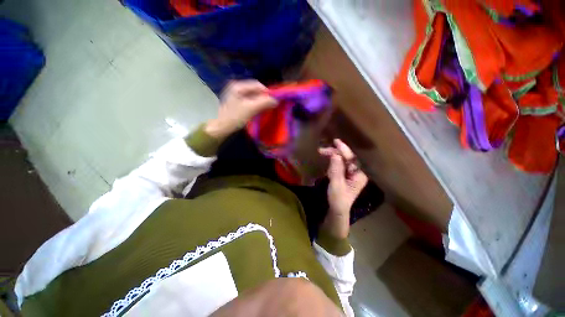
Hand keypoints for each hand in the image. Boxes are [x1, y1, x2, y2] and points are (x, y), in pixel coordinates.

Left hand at [205, 80, 276, 138]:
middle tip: (271, 105)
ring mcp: (237, 96)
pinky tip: (260, 111)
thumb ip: (263, 103)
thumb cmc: (235, 117)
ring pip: (253, 96)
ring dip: (261, 102)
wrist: (222, 128)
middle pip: (255, 90)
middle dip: (264, 97)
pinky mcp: (238, 103)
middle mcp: (237, 88)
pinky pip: (250, 101)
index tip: (274, 101)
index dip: (267, 92)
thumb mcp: (250, 109)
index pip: (257, 85)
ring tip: (267, 109)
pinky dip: (257, 105)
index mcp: (238, 86)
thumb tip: (276, 100)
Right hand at [319, 139, 367, 238]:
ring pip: (342, 159)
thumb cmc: (338, 199)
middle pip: (347, 157)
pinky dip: (332, 159)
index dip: (344, 149)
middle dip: (335, 152)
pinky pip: (339, 163)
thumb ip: (336, 170)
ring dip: (332, 155)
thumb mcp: (336, 185)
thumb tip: (335, 155)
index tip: (335, 142)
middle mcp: (357, 171)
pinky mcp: (345, 173)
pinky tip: (327, 158)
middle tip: (321, 150)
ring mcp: (351, 172)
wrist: (337, 209)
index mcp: (359, 175)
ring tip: (321, 152)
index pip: (352, 159)